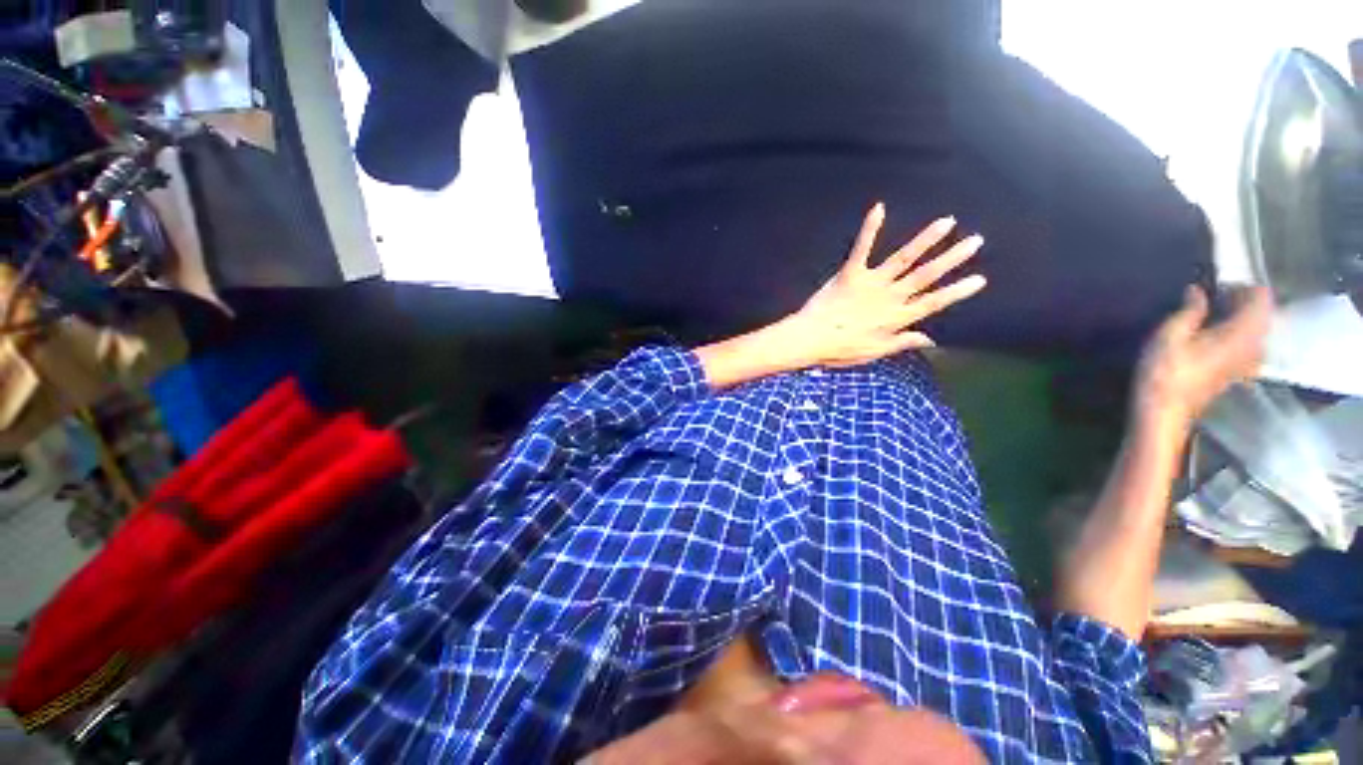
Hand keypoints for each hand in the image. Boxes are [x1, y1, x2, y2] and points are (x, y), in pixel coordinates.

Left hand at [778, 203, 986, 367]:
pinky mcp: (850, 274)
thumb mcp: (874, 352)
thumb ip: (902, 342)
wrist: (810, 339)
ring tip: (947, 222)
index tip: (979, 279)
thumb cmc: (839, 349)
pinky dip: (870, 228)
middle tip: (975, 241)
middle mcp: (890, 297)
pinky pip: (862, 248)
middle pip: (926, 276)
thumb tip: (930, 340)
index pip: (934, 302)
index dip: (957, 291)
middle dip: (952, 258)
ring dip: (926, 240)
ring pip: (904, 258)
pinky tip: (879, 208)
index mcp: (896, 318)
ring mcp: (871, 284)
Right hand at [1135, 285, 1273, 433]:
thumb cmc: (1165, 372)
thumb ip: (1189, 310)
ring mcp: (1249, 362)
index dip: (1243, 286)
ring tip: (1212, 315)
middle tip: (1213, 297)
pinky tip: (1215, 336)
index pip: (1261, 298)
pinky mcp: (1240, 373)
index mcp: (1243, 332)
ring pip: (1256, 330)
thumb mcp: (1170, 335)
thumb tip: (1198, 291)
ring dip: (1240, 318)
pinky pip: (1249, 345)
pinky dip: (1237, 335)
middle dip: (1242, 302)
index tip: (1219, 285)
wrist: (1164, 411)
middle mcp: (1255, 345)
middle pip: (1261, 314)